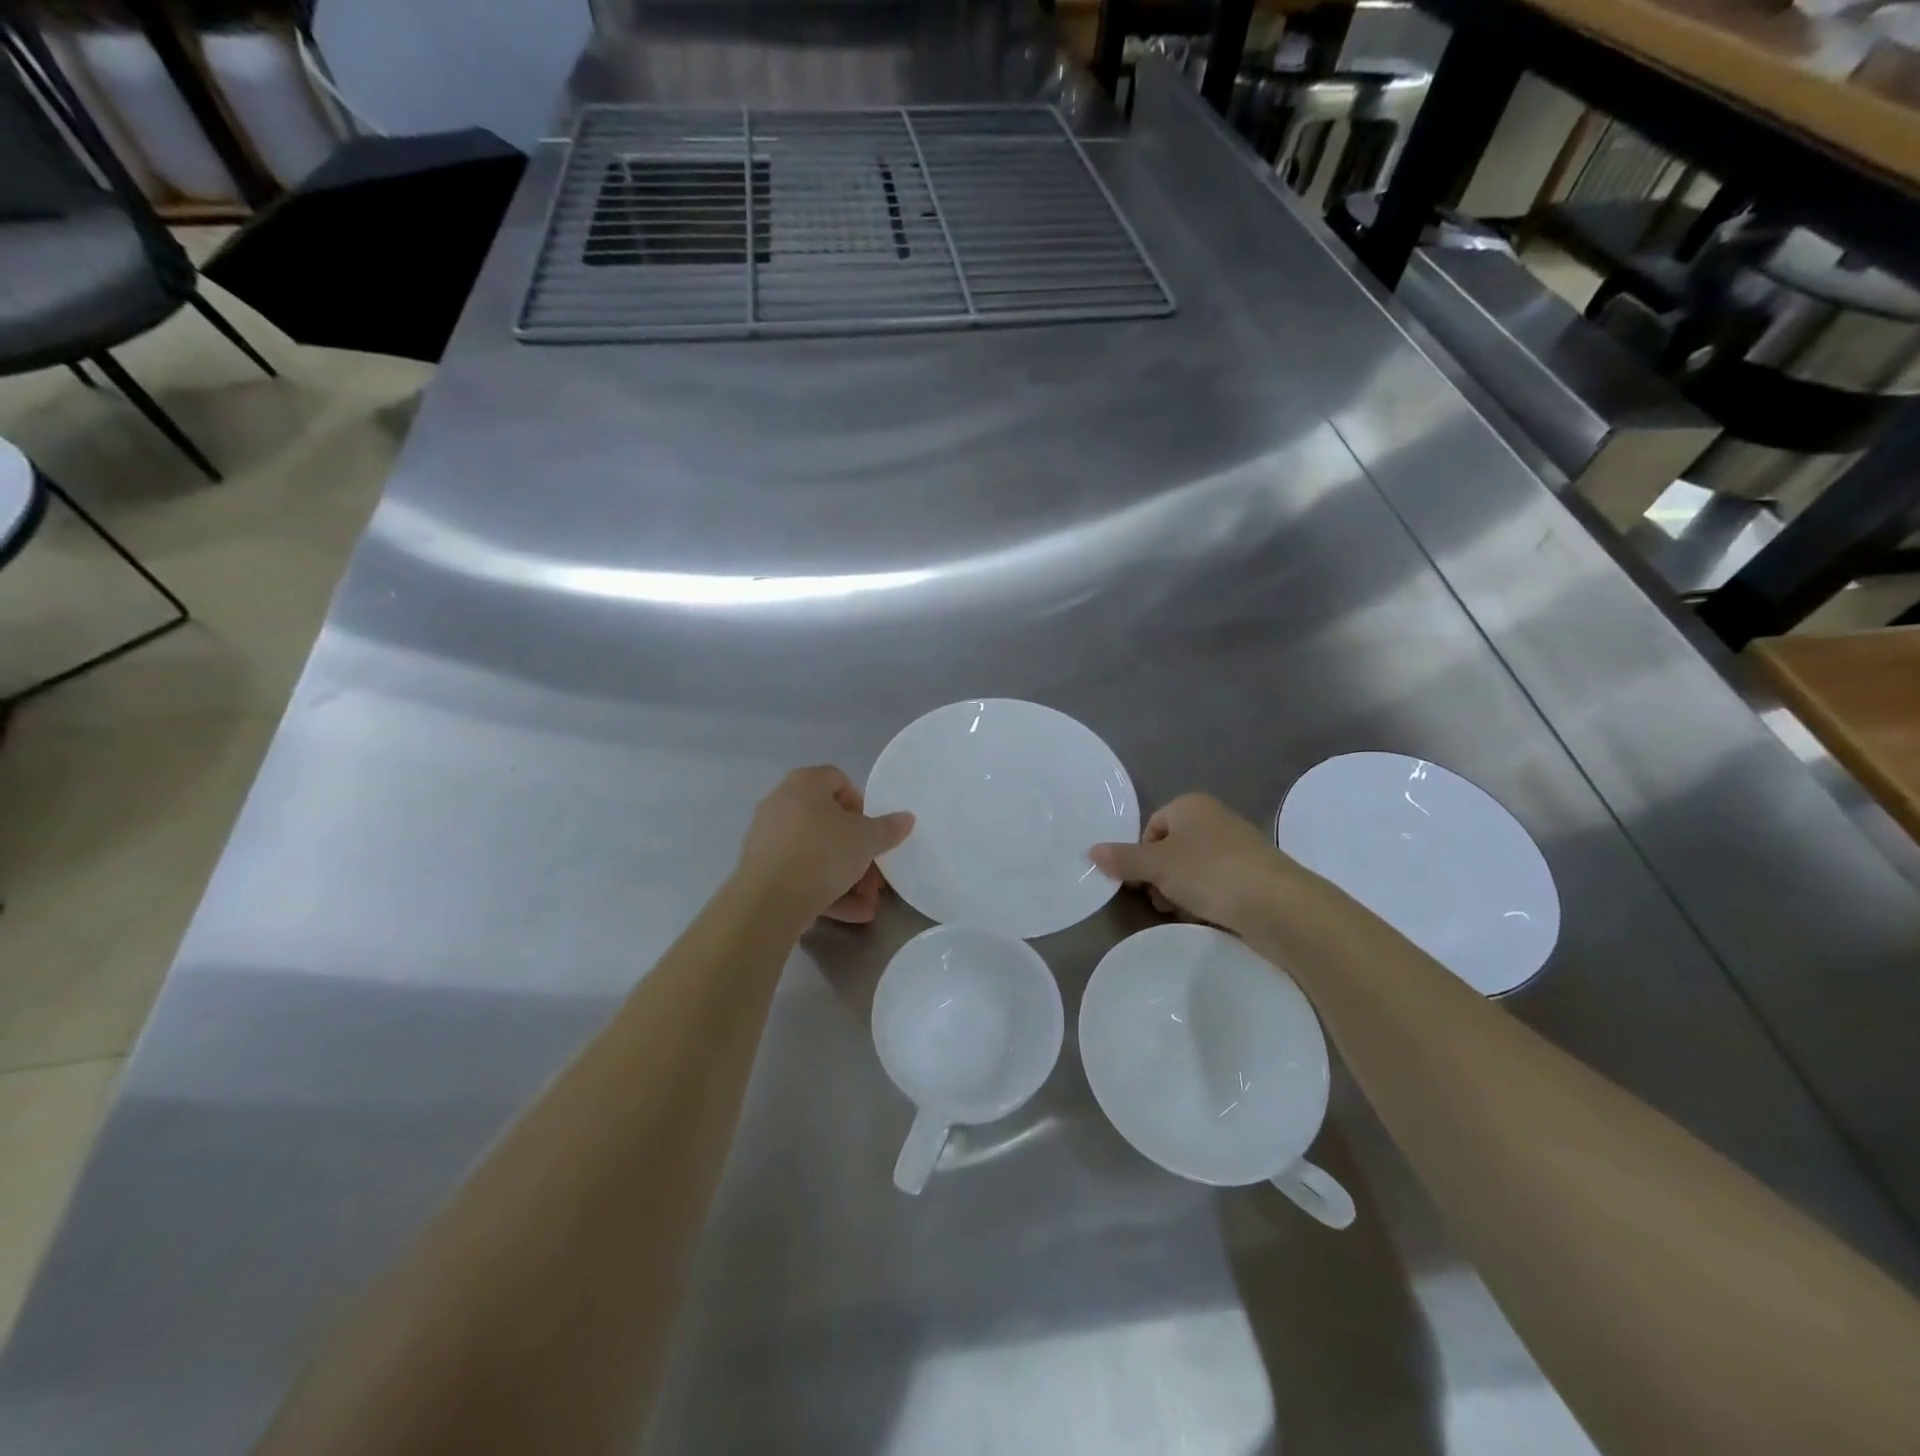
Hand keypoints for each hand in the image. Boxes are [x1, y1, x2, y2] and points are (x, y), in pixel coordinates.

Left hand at [734, 766, 914, 925]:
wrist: (769, 900)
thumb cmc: (823, 853)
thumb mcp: (866, 840)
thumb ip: (888, 828)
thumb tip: (907, 818)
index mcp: (805, 783)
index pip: (838, 780)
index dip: (861, 805)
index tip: (873, 831)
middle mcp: (782, 803)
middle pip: (829, 823)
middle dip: (858, 852)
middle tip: (876, 877)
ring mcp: (768, 837)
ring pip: (816, 853)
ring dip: (846, 877)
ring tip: (867, 903)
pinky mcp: (762, 869)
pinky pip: (800, 873)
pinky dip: (824, 889)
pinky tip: (851, 913)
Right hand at [1090, 793, 1291, 933]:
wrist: (1279, 905)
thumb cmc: (1210, 873)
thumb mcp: (1157, 865)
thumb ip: (1123, 859)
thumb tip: (1091, 851)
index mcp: (1191, 806)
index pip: (1152, 827)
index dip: (1142, 855)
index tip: (1142, 882)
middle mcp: (1215, 819)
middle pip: (1171, 849)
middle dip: (1161, 877)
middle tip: (1162, 901)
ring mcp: (1238, 847)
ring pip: (1193, 870)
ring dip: (1182, 892)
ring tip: (1186, 912)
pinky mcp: (1254, 875)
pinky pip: (1217, 885)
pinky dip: (1208, 900)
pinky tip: (1209, 918)